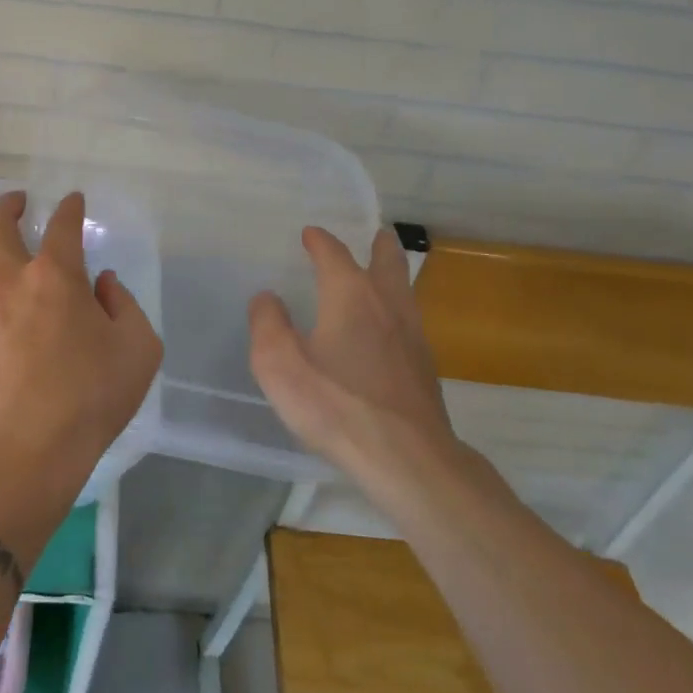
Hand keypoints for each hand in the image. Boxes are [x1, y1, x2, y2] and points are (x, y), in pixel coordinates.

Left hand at [0, 191, 163, 488]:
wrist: (33, 445)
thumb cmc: (93, 393)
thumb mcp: (138, 346)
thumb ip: (124, 304)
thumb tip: (101, 284)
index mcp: (56, 276)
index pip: (62, 226)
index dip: (69, 208)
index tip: (73, 201)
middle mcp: (12, 280)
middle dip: (9, 206)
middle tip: (21, 203)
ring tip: (0, 239)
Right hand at [248, 226, 461, 511]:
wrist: (407, 458)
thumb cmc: (336, 404)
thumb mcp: (280, 364)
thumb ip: (267, 324)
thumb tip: (267, 298)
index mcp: (350, 295)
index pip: (334, 254)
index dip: (320, 241)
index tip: (310, 233)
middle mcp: (386, 305)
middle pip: (387, 263)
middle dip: (379, 245)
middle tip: (378, 234)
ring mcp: (412, 337)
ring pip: (405, 292)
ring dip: (394, 275)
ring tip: (386, 273)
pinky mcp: (425, 369)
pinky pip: (410, 323)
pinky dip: (398, 311)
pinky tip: (391, 331)